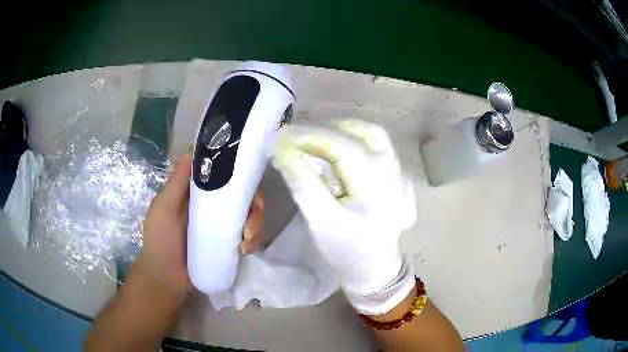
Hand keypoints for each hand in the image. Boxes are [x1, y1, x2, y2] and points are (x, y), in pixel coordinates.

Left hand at [138, 154, 263, 297]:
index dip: (238, 173)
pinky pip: (249, 237)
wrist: (167, 279)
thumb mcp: (163, 209)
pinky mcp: (229, 244)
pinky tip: (245, 251)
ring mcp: (223, 226)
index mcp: (197, 193)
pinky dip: (253, 241)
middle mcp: (213, 206)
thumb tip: (191, 151)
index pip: (223, 175)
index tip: (247, 181)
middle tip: (250, 224)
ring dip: (256, 224)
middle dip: (254, 206)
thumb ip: (176, 183)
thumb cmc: (160, 241)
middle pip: (243, 195)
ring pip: (250, 215)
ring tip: (247, 241)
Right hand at [272, 120, 416, 314]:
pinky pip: (374, 142)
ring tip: (312, 141)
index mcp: (378, 188)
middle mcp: (394, 172)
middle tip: (294, 139)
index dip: (310, 137)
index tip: (279, 136)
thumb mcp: (320, 220)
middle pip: (360, 133)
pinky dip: (350, 138)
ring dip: (338, 131)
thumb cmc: (346, 249)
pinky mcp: (394, 171)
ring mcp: (398, 170)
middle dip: (323, 131)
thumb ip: (301, 182)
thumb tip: (281, 147)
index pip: (344, 148)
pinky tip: (332, 148)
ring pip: (369, 133)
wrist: (374, 264)